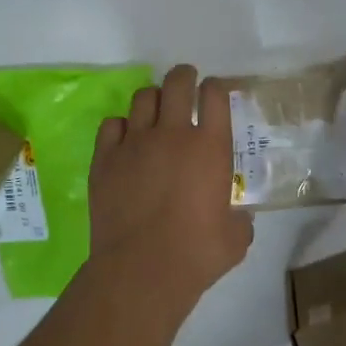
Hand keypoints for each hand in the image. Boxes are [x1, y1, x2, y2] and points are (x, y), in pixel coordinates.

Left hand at [89, 64, 253, 309]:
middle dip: (184, 76)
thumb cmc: (197, 253)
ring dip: (153, 99)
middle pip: (176, 83)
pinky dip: (122, 126)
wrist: (142, 269)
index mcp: (211, 147)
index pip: (215, 96)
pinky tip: (126, 138)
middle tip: (186, 80)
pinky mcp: (105, 159)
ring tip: (156, 111)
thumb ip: (240, 219)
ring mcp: (135, 144)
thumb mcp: (236, 237)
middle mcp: (173, 134)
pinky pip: (112, 125)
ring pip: (142, 98)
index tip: (214, 92)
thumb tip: (238, 218)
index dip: (216, 88)